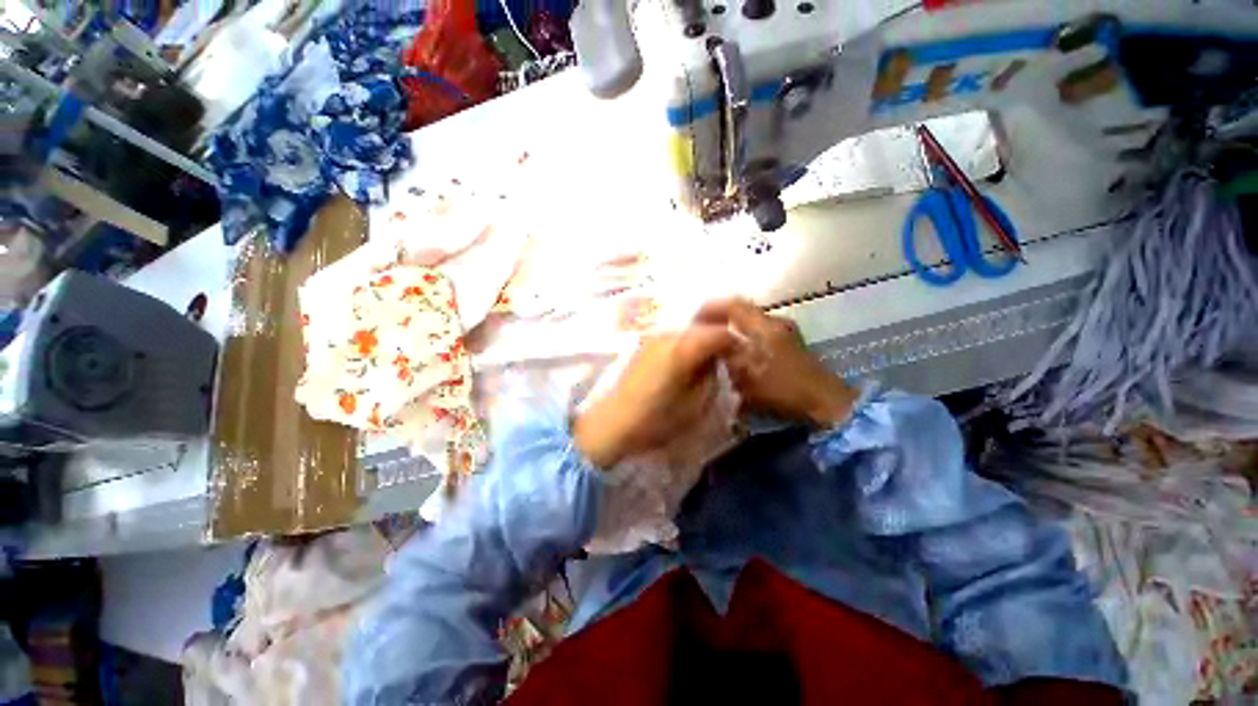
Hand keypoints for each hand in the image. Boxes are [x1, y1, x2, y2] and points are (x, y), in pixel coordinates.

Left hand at [573, 325, 734, 467]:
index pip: (719, 333)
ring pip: (687, 328)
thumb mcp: (694, 404)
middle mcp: (668, 334)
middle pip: (703, 324)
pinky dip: (687, 342)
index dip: (736, 342)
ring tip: (712, 356)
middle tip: (731, 352)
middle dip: (720, 334)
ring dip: (702, 337)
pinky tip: (689, 359)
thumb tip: (716, 361)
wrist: (611, 422)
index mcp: (683, 347)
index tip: (745, 355)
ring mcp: (653, 337)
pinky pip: (673, 336)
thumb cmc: (655, 419)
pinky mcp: (644, 344)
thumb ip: (710, 377)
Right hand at [699, 299, 856, 426]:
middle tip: (703, 332)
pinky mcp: (791, 344)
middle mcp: (775, 322)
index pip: (733, 305)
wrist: (826, 401)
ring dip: (733, 328)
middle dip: (721, 318)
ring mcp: (786, 332)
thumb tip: (714, 346)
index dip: (712, 309)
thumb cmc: (784, 389)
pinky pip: (761, 333)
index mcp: (764, 326)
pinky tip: (739, 354)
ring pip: (752, 323)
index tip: (694, 320)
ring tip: (718, 343)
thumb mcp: (748, 377)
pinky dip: (746, 338)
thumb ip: (728, 358)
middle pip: (742, 311)